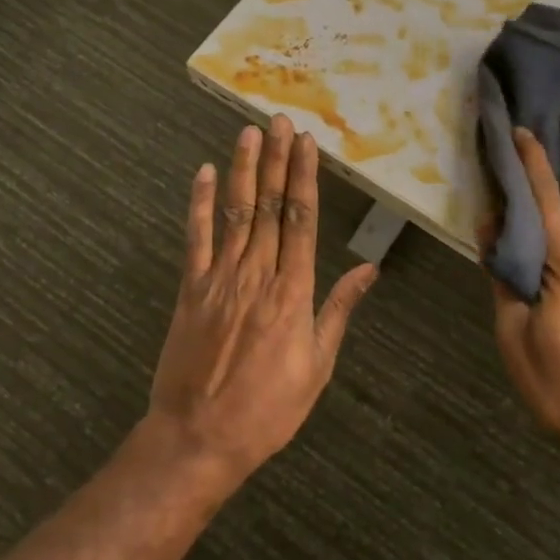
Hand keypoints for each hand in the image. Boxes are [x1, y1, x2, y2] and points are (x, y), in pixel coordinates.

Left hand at [146, 116, 377, 487]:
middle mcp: (257, 274)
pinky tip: (204, 173)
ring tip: (249, 132)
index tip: (306, 145)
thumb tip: (369, 269)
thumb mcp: (317, 366)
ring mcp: (219, 279)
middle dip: (276, 160)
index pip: (301, 220)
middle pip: (270, 206)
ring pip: (235, 213)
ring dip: (243, 169)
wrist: (199, 439)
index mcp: (293, 292)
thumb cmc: (268, 409)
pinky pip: (195, 239)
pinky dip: (200, 204)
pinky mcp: (190, 289)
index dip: (304, 178)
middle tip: (281, 121)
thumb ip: (338, 310)